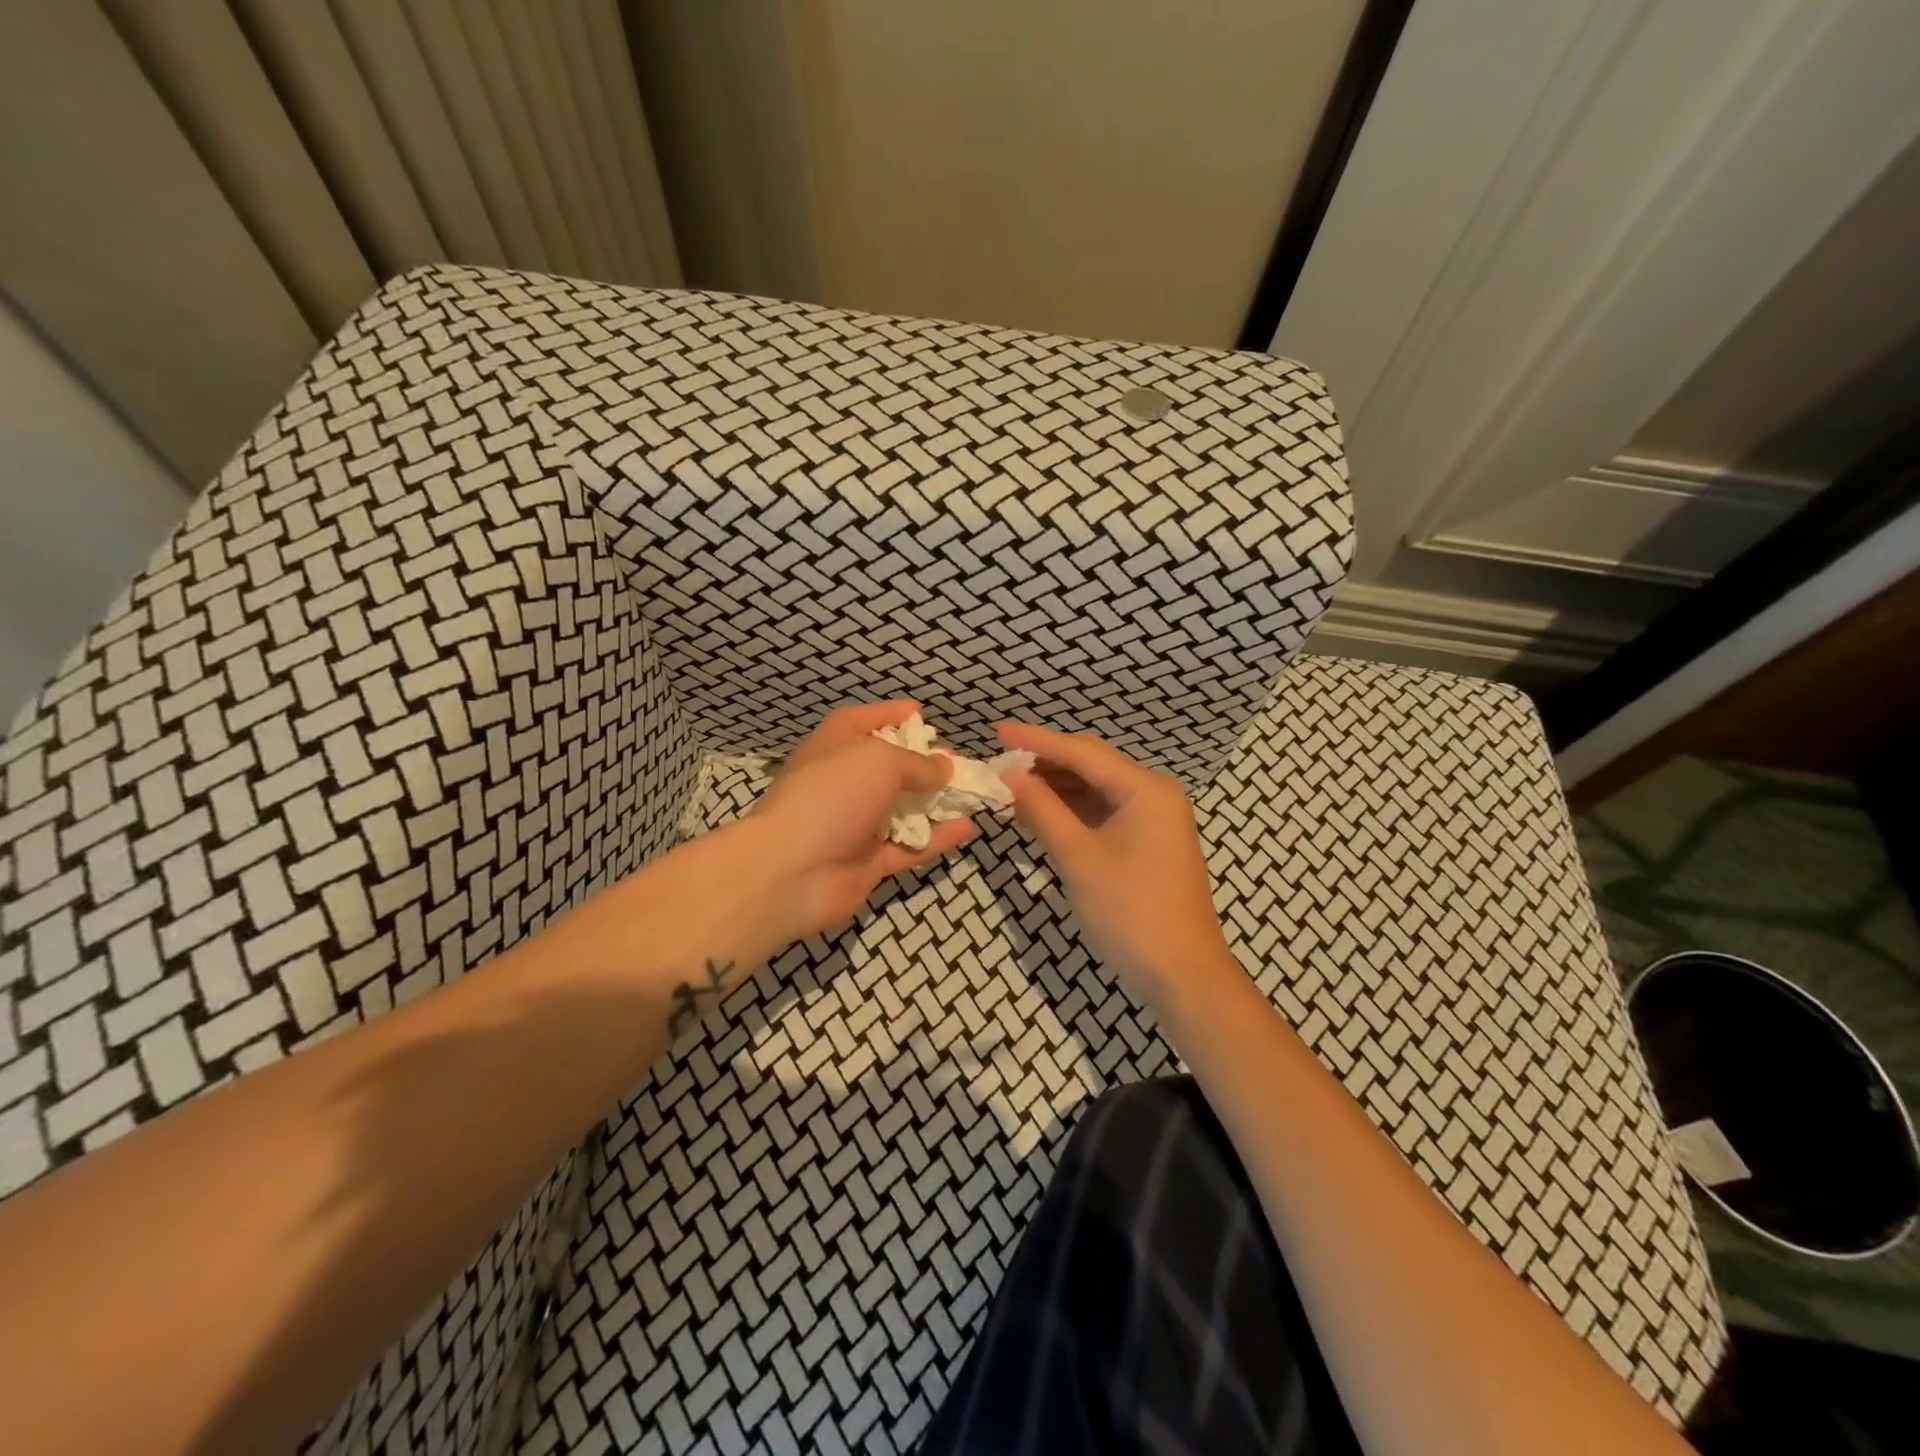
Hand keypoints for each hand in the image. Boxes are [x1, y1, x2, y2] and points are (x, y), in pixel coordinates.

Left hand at [744, 701, 976, 945]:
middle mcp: (843, 782)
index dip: (890, 713)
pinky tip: (968, 827)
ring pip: (902, 809)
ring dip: (935, 802)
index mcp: (833, 747)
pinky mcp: (867, 862)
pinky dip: (936, 837)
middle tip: (956, 760)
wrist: (791, 870)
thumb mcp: (879, 760)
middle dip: (921, 763)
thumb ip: (917, 763)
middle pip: (886, 767)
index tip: (922, 712)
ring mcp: (854, 824)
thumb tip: (945, 766)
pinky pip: (909, 846)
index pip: (862, 721)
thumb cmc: (832, 795)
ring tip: (971, 793)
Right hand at [997, 721, 1234, 1009]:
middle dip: (1046, 762)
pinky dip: (1072, 810)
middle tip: (1001, 763)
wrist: (1182, 975)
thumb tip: (1010, 775)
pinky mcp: (1148, 840)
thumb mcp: (1078, 858)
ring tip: (1013, 788)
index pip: (1081, 752)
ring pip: (1096, 788)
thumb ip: (1042, 810)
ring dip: (1057, 787)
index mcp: (1145, 788)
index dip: (1035, 740)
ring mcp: (1154, 817)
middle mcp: (1154, 793)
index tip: (997, 730)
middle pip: (1091, 763)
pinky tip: (1041, 813)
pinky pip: (1104, 811)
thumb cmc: (1129, 912)